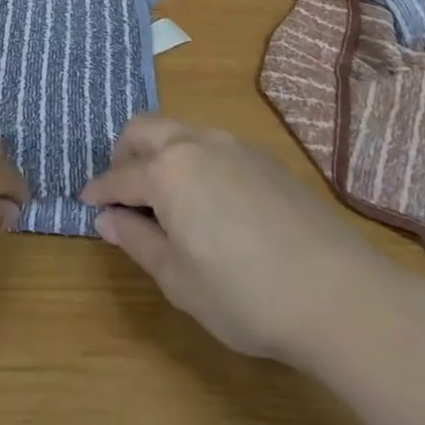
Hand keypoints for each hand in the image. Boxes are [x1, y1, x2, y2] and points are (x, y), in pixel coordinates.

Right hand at [80, 115, 385, 362]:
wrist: (339, 293)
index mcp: (167, 171)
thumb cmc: (246, 294)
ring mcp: (234, 145)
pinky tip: (210, 201)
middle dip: (124, 154)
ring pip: (181, 131)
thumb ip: (137, 242)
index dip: (98, 191)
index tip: (86, 203)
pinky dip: (194, 160)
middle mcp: (196, 143)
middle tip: (123, 192)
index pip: (119, 176)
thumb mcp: (179, 280)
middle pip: (145, 129)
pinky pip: (213, 145)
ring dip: (161, 153)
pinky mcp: (265, 158)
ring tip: (165, 198)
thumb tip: (107, 219)